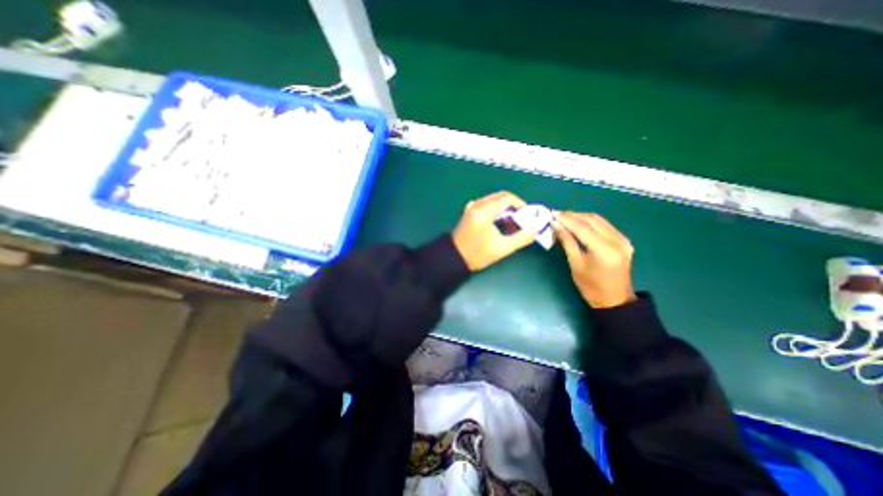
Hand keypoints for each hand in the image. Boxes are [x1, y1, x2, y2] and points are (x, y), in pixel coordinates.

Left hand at [451, 191, 541, 270]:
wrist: (453, 258)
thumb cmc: (477, 254)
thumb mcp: (502, 248)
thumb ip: (522, 237)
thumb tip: (536, 228)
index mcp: (484, 210)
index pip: (508, 198)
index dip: (522, 205)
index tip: (528, 216)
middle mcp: (477, 204)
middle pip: (501, 197)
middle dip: (514, 207)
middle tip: (522, 220)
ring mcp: (471, 207)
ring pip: (494, 201)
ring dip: (505, 209)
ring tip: (512, 224)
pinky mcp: (469, 212)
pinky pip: (487, 205)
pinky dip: (497, 211)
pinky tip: (500, 224)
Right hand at [550, 210, 634, 307]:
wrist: (615, 299)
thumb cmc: (591, 287)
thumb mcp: (575, 264)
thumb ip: (567, 242)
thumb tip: (556, 226)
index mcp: (604, 250)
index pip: (583, 228)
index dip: (566, 219)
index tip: (553, 214)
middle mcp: (617, 241)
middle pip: (592, 220)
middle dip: (573, 216)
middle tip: (557, 215)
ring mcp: (622, 240)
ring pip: (599, 220)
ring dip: (581, 217)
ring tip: (565, 218)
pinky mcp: (623, 240)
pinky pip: (604, 225)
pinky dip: (590, 222)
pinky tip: (579, 224)